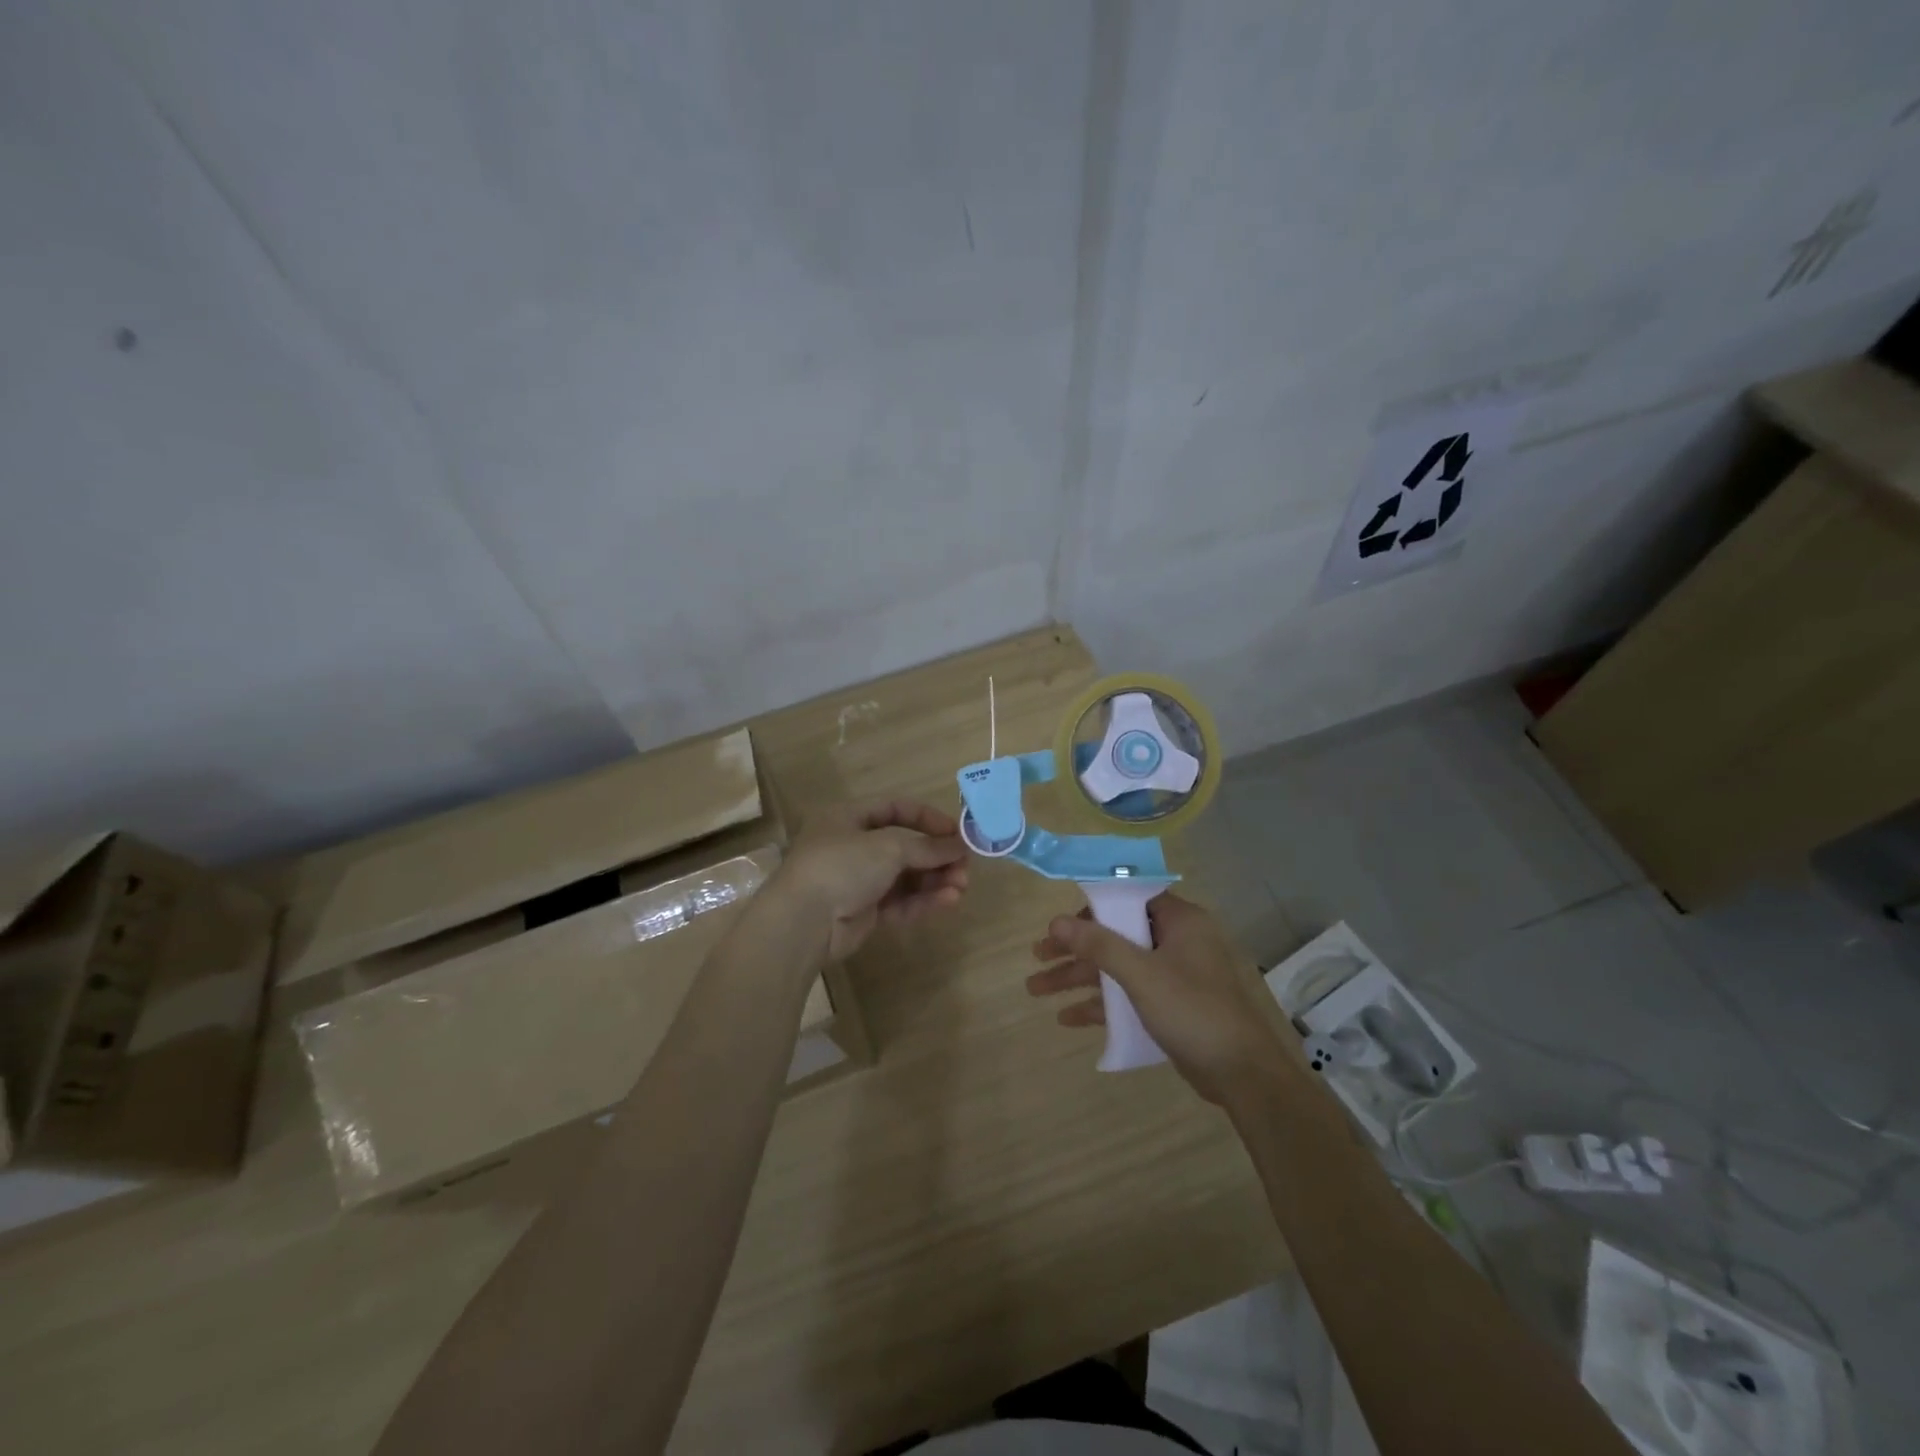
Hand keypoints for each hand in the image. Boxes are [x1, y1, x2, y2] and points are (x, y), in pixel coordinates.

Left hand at [774, 799, 969, 962]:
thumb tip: (959, 845)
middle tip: (964, 867)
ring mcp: (857, 880)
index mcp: (849, 818)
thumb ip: (927, 846)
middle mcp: (852, 846)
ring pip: (904, 877)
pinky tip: (948, 901)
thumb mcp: (888, 847)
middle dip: (936, 856)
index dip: (928, 819)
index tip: (957, 833)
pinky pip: (899, 901)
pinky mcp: (862, 911)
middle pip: (904, 847)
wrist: (804, 922)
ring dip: (934, 880)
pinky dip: (923, 900)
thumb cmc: (842, 866)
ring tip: (961, 886)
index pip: (895, 809)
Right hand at [1027, 894, 1302, 1103]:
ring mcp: (1173, 975)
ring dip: (1079, 977)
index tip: (1060, 921)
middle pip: (1116, 935)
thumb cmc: (1192, 1010)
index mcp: (1180, 921)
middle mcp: (1176, 941)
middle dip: (1074, 949)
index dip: (1092, 907)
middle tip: (1036, 956)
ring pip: (1117, 967)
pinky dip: (1100, 1003)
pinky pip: (1127, 995)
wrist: (1242, 1074)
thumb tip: (1056, 921)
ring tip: (1035, 989)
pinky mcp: (1170, 1005)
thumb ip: (1099, 945)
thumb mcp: (1141, 974)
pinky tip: (1067, 1017)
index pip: (1129, 899)